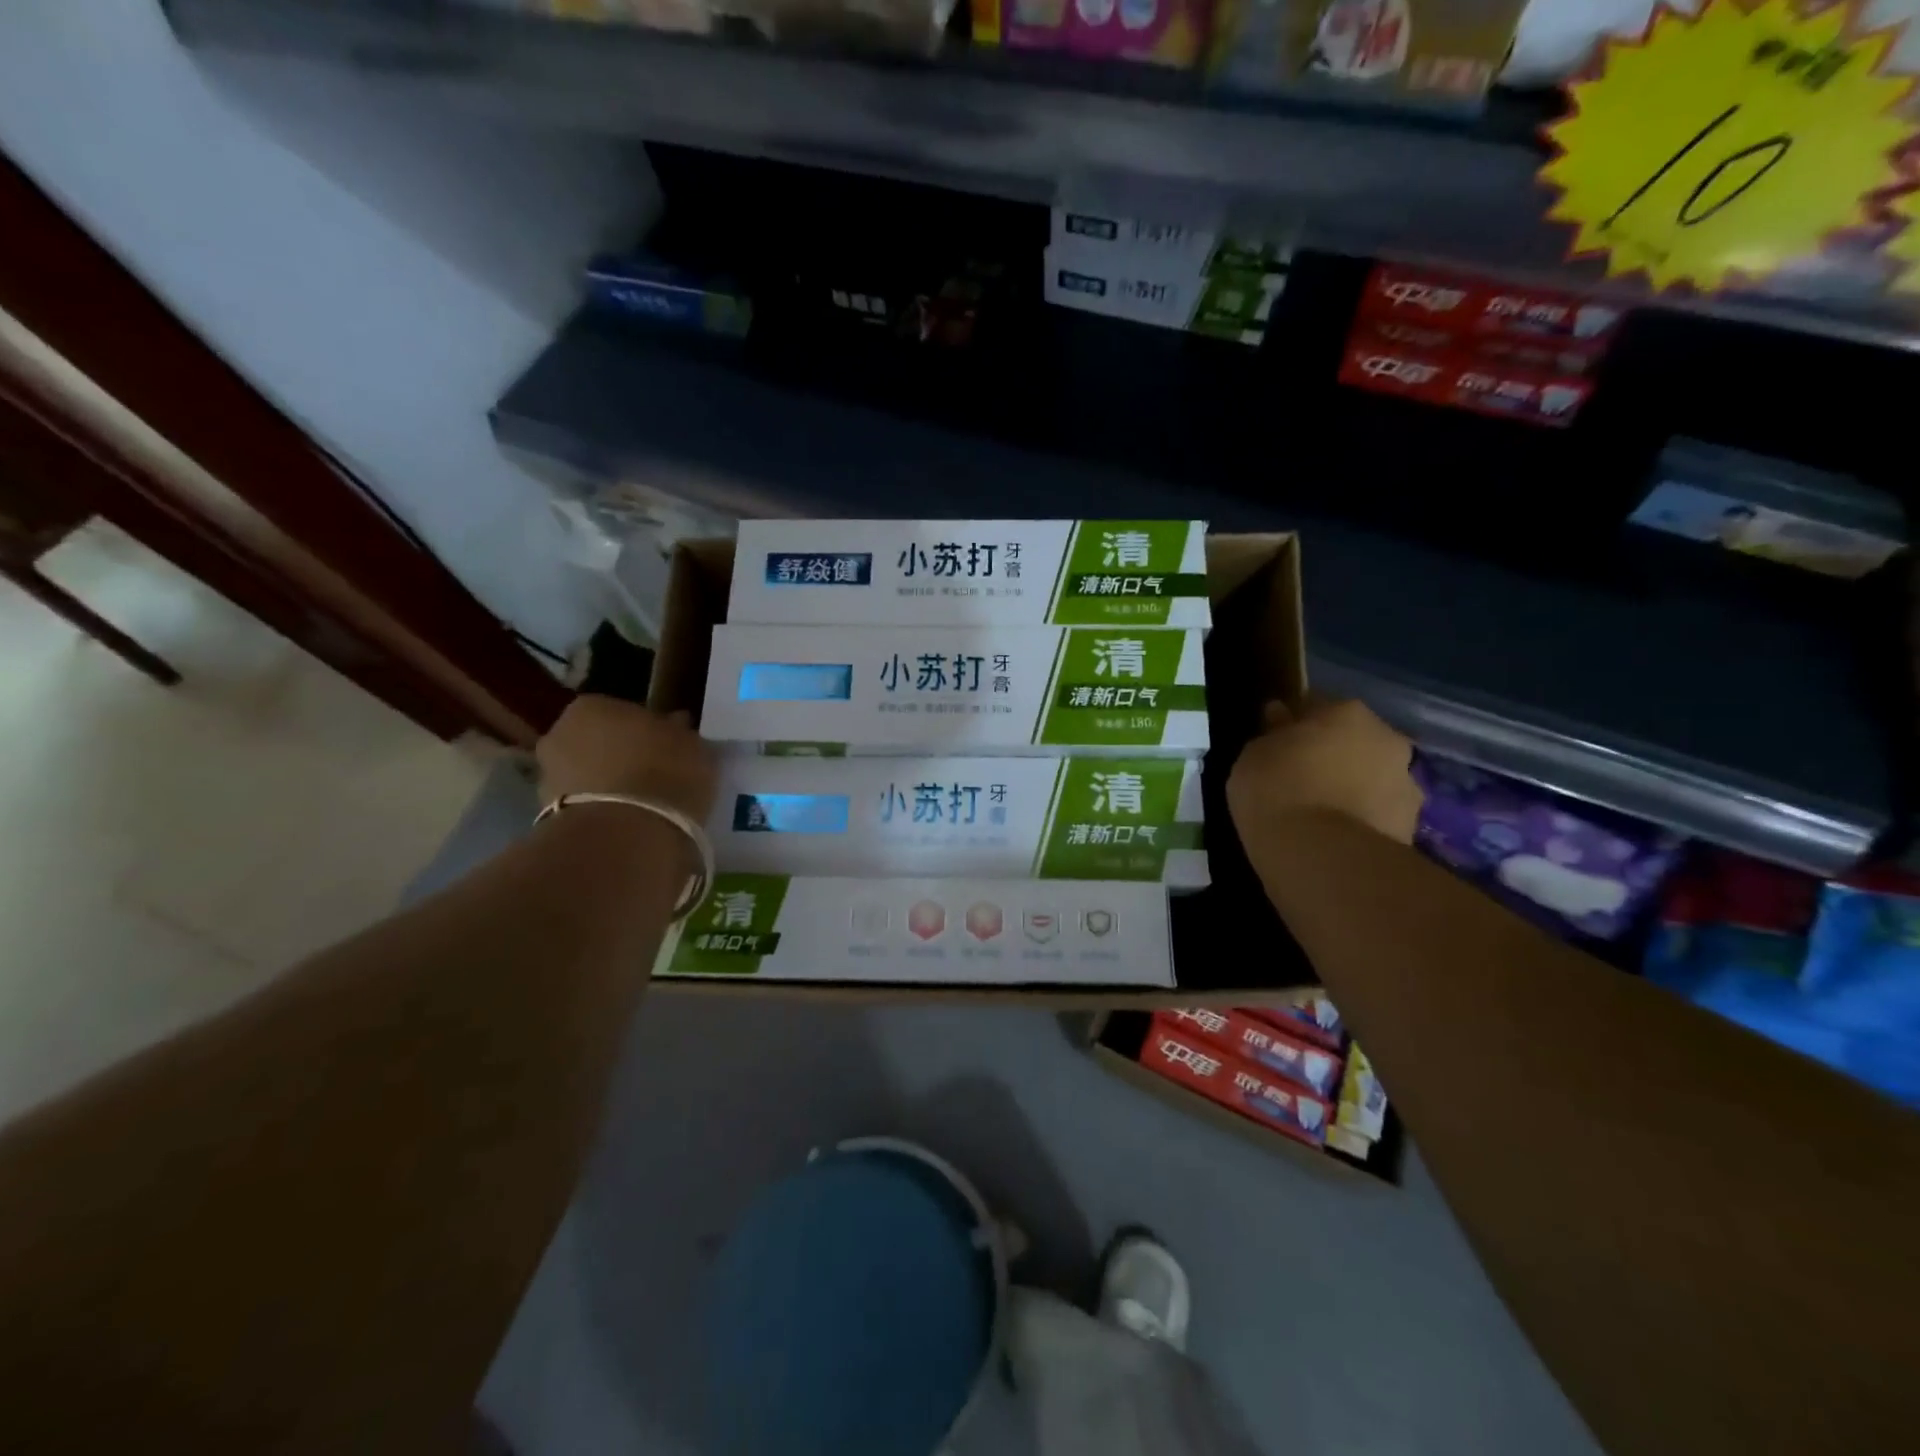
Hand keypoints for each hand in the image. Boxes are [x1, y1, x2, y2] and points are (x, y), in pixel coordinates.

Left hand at [536, 695, 717, 823]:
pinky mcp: (546, 815)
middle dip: (621, 755)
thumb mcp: (693, 746)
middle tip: (654, 775)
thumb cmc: (665, 773)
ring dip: (608, 784)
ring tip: (642, 805)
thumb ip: (680, 733)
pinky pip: (584, 805)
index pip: (624, 712)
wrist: (625, 833)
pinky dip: (601, 810)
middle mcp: (560, 732)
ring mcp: (548, 775)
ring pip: (587, 773)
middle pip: (598, 741)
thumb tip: (675, 725)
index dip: (647, 730)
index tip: (667, 748)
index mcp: (594, 705)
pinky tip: (628, 823)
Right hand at [1228, 697, 1421, 844]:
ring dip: (1351, 790)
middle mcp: (1387, 739)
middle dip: (1332, 756)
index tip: (1275, 744)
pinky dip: (1359, 823)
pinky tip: (1331, 840)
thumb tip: (1280, 718)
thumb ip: (1271, 735)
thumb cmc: (1277, 791)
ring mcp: (1407, 785)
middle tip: (1299, 780)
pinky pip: (1375, 817)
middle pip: (1353, 742)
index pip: (1316, 707)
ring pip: (1371, 780)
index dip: (1294, 725)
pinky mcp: (1410, 829)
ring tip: (1317, 817)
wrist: (1321, 858)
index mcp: (1348, 712)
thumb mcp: (1253, 756)